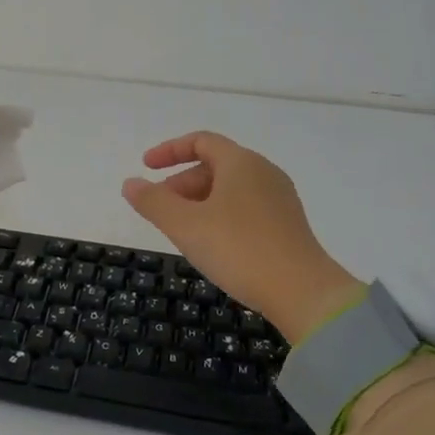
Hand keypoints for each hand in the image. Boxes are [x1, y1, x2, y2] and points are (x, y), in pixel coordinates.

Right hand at [121, 132, 360, 343]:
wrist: (303, 293)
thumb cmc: (239, 249)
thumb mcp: (186, 225)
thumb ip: (153, 202)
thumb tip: (130, 183)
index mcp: (240, 162)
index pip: (200, 141)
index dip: (169, 151)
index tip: (146, 167)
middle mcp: (264, 171)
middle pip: (214, 165)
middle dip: (181, 183)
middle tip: (160, 209)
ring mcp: (280, 198)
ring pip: (230, 188)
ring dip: (200, 201)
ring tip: (182, 230)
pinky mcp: (288, 224)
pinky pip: (246, 207)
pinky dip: (220, 214)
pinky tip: (213, 243)